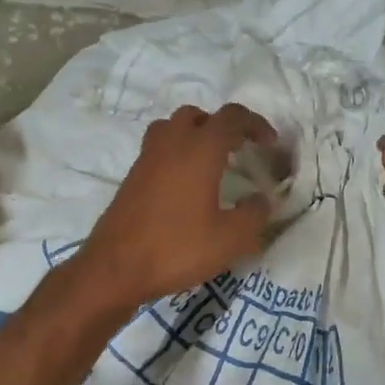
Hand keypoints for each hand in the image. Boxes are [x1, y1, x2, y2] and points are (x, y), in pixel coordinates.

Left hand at [74, 103, 279, 311]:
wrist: (115, 268)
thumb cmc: (177, 248)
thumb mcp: (230, 239)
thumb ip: (254, 215)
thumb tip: (261, 199)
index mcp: (200, 149)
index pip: (232, 117)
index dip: (255, 124)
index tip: (269, 144)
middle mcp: (172, 143)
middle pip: (199, 116)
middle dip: (223, 127)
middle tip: (239, 150)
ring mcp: (147, 158)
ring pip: (173, 128)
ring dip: (195, 135)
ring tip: (211, 162)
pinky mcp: (132, 176)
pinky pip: (159, 149)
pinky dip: (177, 154)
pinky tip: (187, 185)